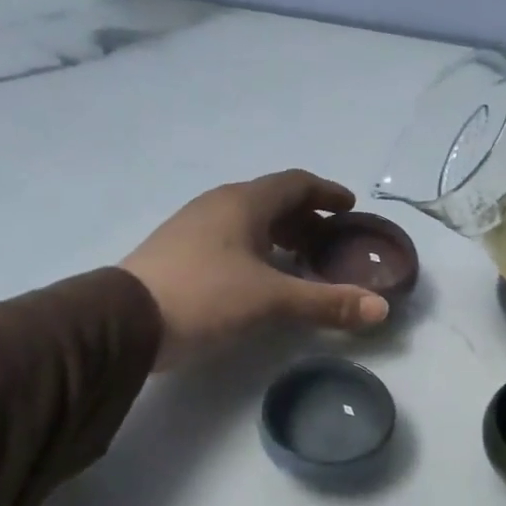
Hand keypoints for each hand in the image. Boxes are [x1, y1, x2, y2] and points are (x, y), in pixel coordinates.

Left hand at [121, 171, 388, 367]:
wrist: (124, 321)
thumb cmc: (205, 296)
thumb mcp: (271, 300)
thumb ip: (326, 302)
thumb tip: (381, 309)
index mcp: (243, 203)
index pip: (295, 183)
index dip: (326, 192)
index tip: (349, 206)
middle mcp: (218, 206)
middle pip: (272, 201)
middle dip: (305, 218)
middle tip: (330, 242)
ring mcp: (193, 229)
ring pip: (248, 222)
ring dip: (279, 236)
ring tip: (301, 262)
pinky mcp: (179, 254)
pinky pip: (230, 241)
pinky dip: (256, 252)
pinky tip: (261, 280)